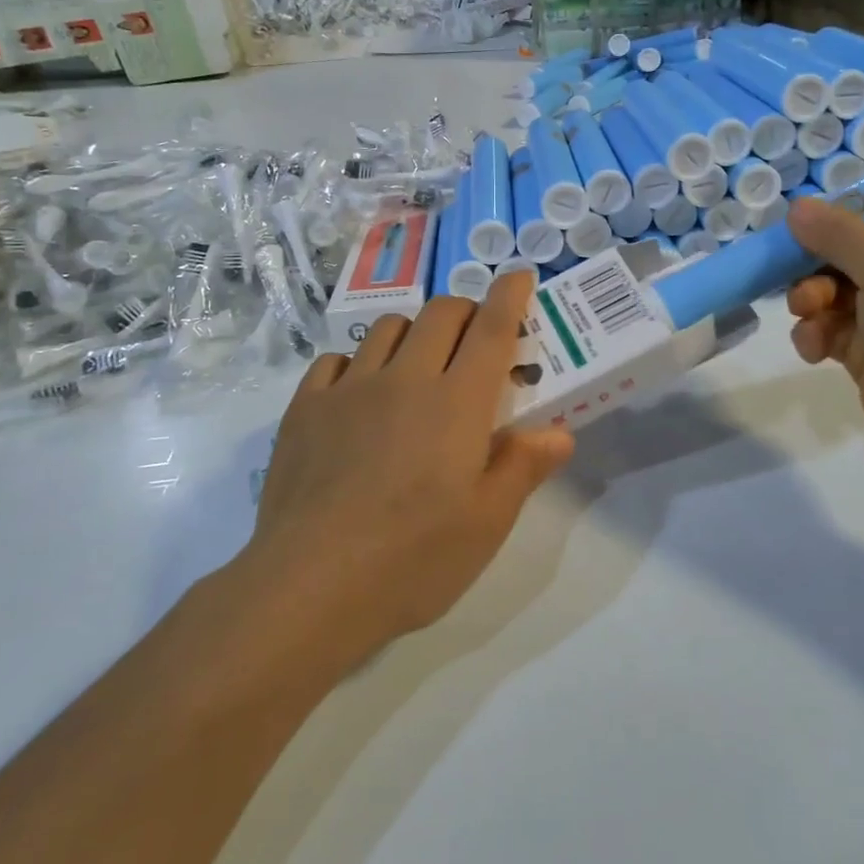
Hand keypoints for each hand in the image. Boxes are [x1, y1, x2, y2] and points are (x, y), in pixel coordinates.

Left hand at [238, 274, 573, 670]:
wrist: (310, 587)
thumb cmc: (414, 559)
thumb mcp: (487, 523)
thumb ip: (524, 467)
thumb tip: (558, 432)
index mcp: (457, 403)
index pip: (491, 329)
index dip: (509, 295)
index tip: (519, 276)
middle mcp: (405, 379)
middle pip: (440, 314)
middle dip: (465, 311)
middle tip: (475, 338)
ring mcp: (349, 390)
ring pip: (387, 328)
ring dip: (414, 331)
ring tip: (419, 365)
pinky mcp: (305, 409)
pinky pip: (336, 360)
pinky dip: (358, 363)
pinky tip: (360, 395)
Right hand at [784, 193, 863, 497]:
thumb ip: (840, 235)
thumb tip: (797, 208)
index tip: (854, 192)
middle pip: (860, 243)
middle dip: (821, 254)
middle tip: (797, 262)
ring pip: (834, 287)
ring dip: (811, 297)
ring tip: (809, 313)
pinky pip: (828, 328)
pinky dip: (816, 334)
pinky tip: (814, 349)